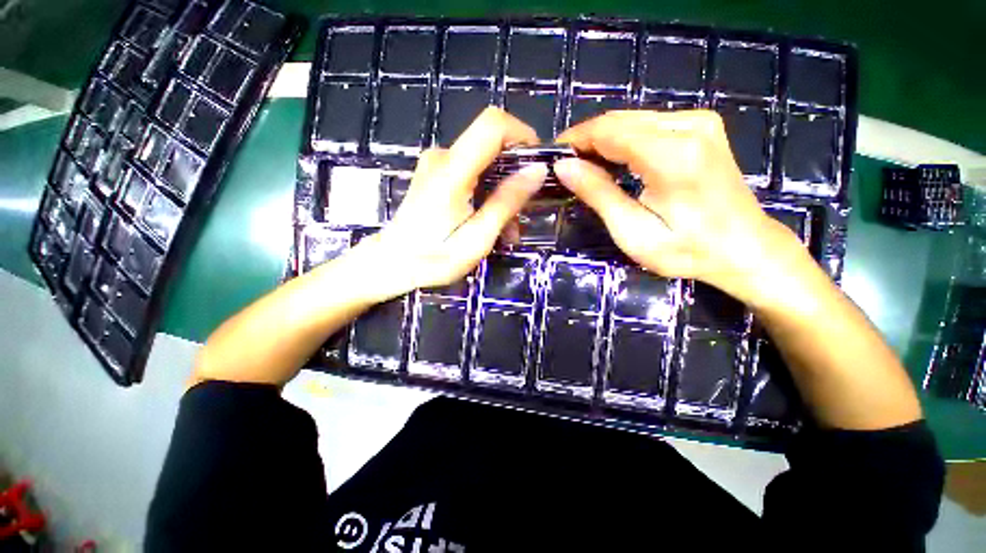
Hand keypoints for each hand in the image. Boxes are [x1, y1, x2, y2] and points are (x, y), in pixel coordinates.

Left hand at [353, 107, 546, 301]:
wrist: (391, 264)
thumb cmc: (433, 258)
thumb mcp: (477, 238)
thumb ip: (506, 202)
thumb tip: (537, 170)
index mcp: (452, 170)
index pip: (493, 124)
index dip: (522, 136)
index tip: (537, 167)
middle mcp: (443, 157)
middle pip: (492, 145)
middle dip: (515, 176)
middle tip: (522, 215)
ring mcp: (437, 165)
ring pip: (485, 164)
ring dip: (503, 192)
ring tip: (507, 230)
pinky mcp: (436, 176)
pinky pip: (472, 174)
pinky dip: (487, 194)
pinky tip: (490, 222)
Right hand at [553, 110, 801, 305]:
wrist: (745, 248)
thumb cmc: (687, 250)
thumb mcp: (633, 232)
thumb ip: (599, 194)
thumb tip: (564, 166)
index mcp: (672, 155)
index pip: (608, 131)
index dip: (576, 139)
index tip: (553, 157)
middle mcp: (689, 126)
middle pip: (619, 120)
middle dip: (586, 140)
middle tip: (566, 166)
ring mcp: (699, 122)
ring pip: (631, 119)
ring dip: (602, 140)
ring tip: (584, 166)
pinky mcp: (702, 126)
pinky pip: (648, 124)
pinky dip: (623, 139)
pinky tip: (612, 160)